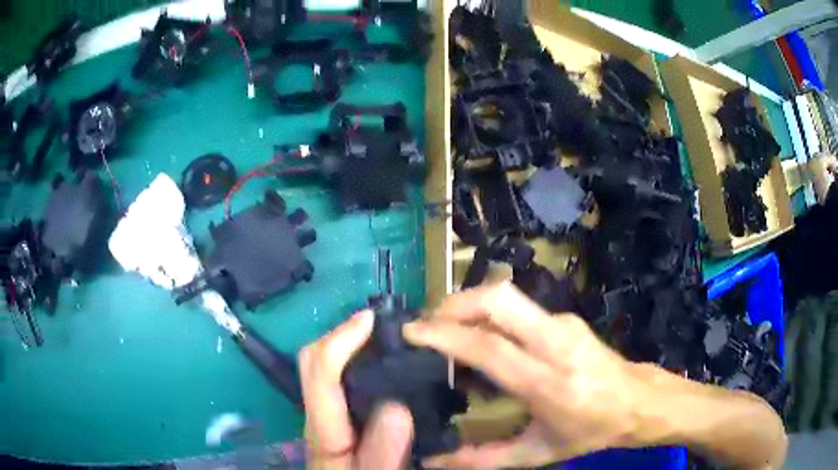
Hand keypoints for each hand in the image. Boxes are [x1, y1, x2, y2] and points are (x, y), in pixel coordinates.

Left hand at [299, 310, 414, 469]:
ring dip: (351, 344)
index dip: (340, 341)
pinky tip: (389, 366)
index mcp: (324, 432)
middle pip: (313, 361)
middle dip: (342, 334)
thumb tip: (396, 408)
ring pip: (327, 366)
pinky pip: (344, 380)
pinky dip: (360, 362)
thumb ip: (382, 454)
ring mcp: (328, 415)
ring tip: (390, 337)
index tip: (372, 319)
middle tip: (384, 324)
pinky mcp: (340, 418)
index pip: (319, 375)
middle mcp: (320, 416)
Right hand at [403, 283, 655, 468]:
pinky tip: (481, 339)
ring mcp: (564, 324)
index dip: (446, 335)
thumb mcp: (537, 453)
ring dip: (470, 305)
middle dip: (455, 304)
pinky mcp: (566, 317)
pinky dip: (489, 315)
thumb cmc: (589, 431)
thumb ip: (482, 459)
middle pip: (500, 300)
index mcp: (548, 383)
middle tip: (427, 325)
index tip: (411, 332)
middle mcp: (556, 343)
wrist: (637, 401)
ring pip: (508, 295)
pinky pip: (518, 307)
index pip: (490, 348)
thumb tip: (434, 460)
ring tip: (446, 331)